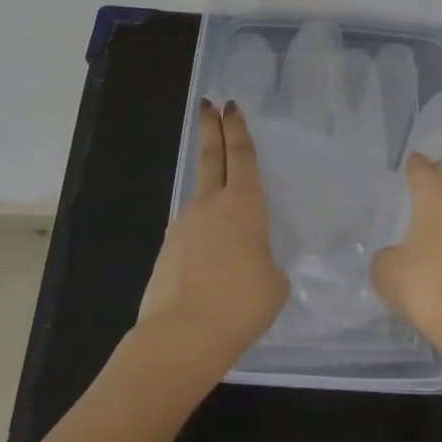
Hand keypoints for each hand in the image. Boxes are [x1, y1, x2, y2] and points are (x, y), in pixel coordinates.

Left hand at [135, 100, 288, 378]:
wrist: (182, 336)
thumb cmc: (241, 303)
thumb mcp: (274, 282)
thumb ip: (265, 262)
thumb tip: (250, 264)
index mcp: (244, 205)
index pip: (242, 156)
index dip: (238, 129)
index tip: (230, 106)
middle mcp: (211, 206)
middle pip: (212, 157)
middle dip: (211, 129)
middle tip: (209, 105)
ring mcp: (184, 227)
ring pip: (199, 196)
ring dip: (208, 187)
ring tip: (222, 204)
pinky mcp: (167, 253)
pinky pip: (190, 233)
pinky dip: (201, 234)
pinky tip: (210, 258)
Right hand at [371, 153, 441, 364]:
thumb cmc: (431, 288)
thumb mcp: (387, 273)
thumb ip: (384, 257)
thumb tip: (395, 256)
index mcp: (435, 191)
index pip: (420, 166)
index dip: (410, 166)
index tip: (401, 169)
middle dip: (431, 182)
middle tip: (411, 191)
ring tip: (426, 223)